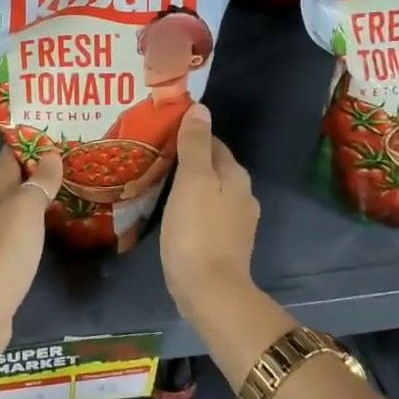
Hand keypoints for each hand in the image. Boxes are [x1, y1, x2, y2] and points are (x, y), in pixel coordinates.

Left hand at [0, 146, 62, 329]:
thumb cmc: (6, 247)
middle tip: (65, 159)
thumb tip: (50, 154)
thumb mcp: (26, 207)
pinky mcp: (5, 265)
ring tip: (65, 190)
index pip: (7, 159)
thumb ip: (39, 182)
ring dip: (36, 199)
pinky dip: (37, 226)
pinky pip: (23, 235)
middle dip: (34, 170)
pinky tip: (52, 229)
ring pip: (17, 210)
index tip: (47, 129)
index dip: (23, 142)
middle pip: (11, 184)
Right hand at [160, 104, 260, 324]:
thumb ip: (195, 144)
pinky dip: (192, 209)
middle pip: (214, 167)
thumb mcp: (192, 180)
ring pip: (211, 192)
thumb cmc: (197, 230)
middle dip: (189, 161)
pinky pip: (207, 215)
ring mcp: (237, 222)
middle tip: (156, 159)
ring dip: (190, 187)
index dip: (190, 136)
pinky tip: (174, 216)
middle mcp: (243, 195)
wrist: (210, 290)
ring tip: (160, 186)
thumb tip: (200, 108)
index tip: (163, 135)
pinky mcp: (226, 245)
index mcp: (235, 175)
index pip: (214, 143)